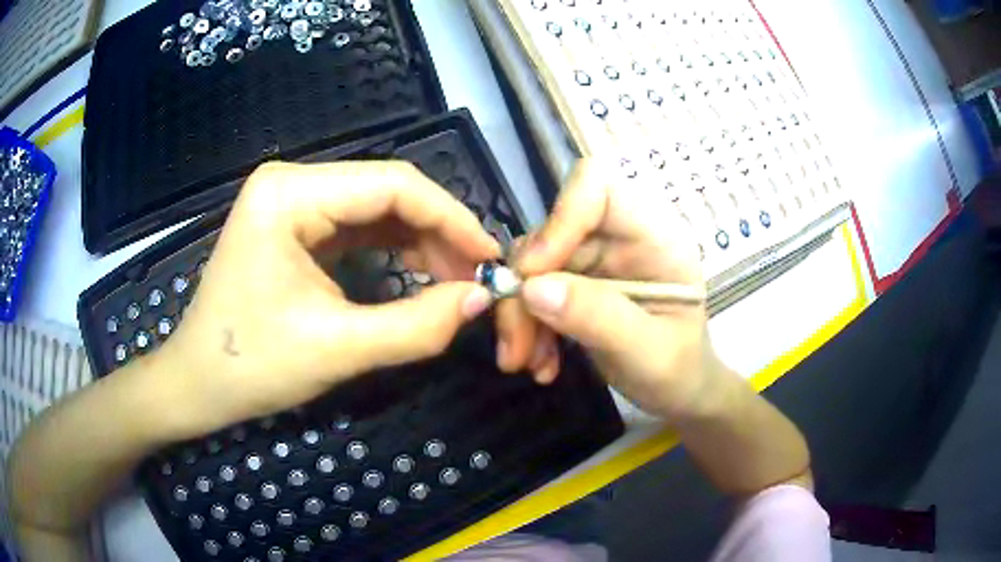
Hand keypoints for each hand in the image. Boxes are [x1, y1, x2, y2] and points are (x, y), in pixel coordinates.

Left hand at [154, 161, 498, 437]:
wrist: (197, 384)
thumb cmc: (250, 367)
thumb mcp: (337, 349)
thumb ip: (416, 326)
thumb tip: (479, 300)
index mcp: (289, 194)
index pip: (392, 185)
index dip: (452, 219)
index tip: (491, 260)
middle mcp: (291, 183)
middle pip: (387, 192)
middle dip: (439, 234)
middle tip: (476, 278)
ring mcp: (291, 202)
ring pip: (377, 209)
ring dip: (421, 242)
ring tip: (455, 281)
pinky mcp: (295, 225)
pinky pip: (357, 227)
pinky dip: (394, 249)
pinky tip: (419, 273)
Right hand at [496, 159, 721, 416]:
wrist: (678, 391)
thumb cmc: (679, 370)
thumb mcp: (647, 352)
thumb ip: (597, 317)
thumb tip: (531, 288)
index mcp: (655, 236)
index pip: (597, 188)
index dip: (559, 220)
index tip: (534, 276)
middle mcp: (620, 237)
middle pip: (550, 235)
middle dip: (525, 292)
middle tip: (516, 348)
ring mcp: (597, 259)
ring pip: (533, 267)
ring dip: (520, 316)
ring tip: (525, 363)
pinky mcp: (578, 283)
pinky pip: (534, 291)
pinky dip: (528, 327)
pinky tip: (540, 363)